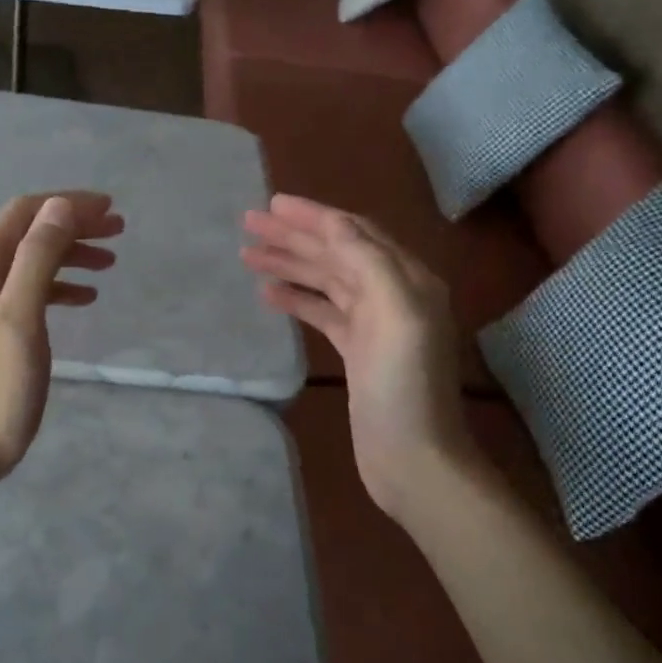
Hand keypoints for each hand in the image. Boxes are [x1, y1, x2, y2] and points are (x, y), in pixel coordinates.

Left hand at [0, 191, 123, 489]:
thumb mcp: (20, 319)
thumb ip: (37, 259)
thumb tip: (60, 206)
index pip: (23, 214)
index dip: (67, 204)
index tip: (110, 210)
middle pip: (26, 234)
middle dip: (72, 226)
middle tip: (118, 232)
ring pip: (28, 262)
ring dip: (67, 255)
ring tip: (109, 263)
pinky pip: (25, 292)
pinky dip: (56, 286)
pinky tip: (84, 298)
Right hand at [242, 195, 478, 518]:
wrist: (413, 457)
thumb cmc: (404, 386)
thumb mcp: (395, 313)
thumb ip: (367, 261)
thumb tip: (334, 223)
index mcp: (407, 278)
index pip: (354, 233)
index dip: (313, 216)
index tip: (272, 204)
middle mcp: (391, 294)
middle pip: (336, 253)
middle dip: (293, 236)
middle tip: (249, 223)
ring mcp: (373, 324)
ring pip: (325, 281)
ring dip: (289, 265)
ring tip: (248, 255)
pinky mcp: (356, 351)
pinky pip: (322, 312)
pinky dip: (296, 299)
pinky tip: (268, 294)